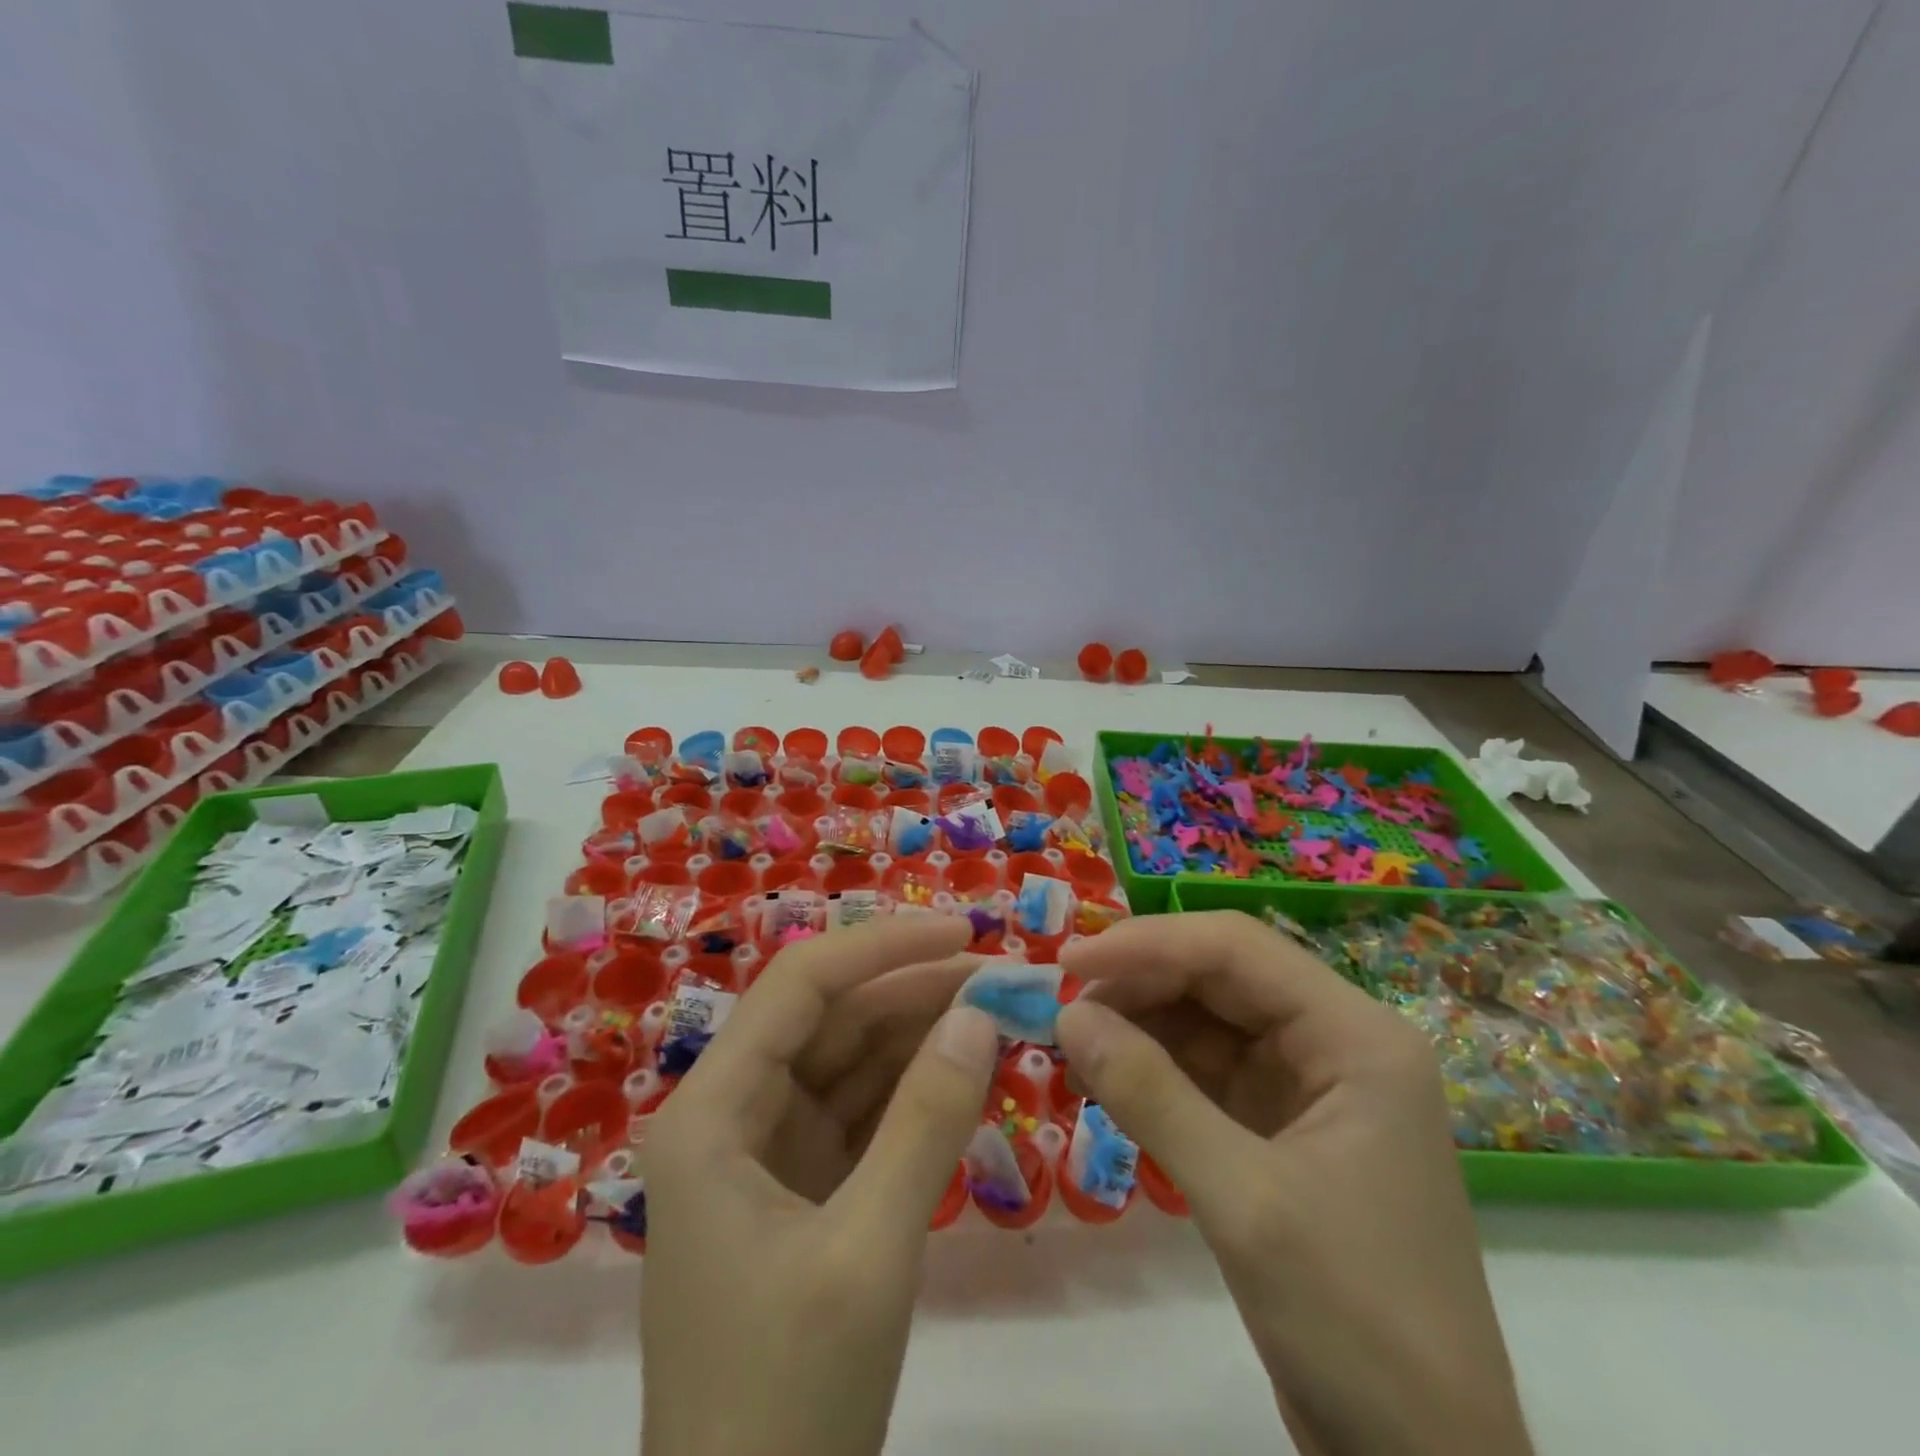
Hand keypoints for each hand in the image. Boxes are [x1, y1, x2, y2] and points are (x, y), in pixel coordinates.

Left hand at [640, 917, 999, 1455]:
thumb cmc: (787, 1403)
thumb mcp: (869, 1250)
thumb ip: (927, 1121)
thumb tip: (981, 1014)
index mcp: (711, 1111)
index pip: (801, 985)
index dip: (884, 945)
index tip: (965, 932)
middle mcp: (729, 1114)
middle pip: (829, 1019)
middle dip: (914, 991)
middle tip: (1003, 976)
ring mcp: (765, 1153)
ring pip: (848, 1062)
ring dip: (921, 1036)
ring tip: (999, 1013)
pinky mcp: (800, 1189)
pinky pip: (861, 1114)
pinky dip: (913, 1091)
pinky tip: (968, 1070)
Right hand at [1056, 911, 1530, 1455]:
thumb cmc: (1356, 1323)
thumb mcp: (1244, 1200)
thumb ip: (1150, 1095)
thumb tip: (1067, 1014)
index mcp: (1356, 1037)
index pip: (1238, 949)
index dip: (1148, 943)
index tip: (1067, 961)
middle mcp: (1336, 1043)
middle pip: (1222, 977)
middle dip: (1139, 981)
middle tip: (1060, 1001)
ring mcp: (1309, 1086)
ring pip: (1208, 1021)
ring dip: (1139, 1022)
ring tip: (1071, 1036)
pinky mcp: (1281, 1128)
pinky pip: (1205, 1071)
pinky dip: (1153, 1067)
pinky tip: (1104, 1073)